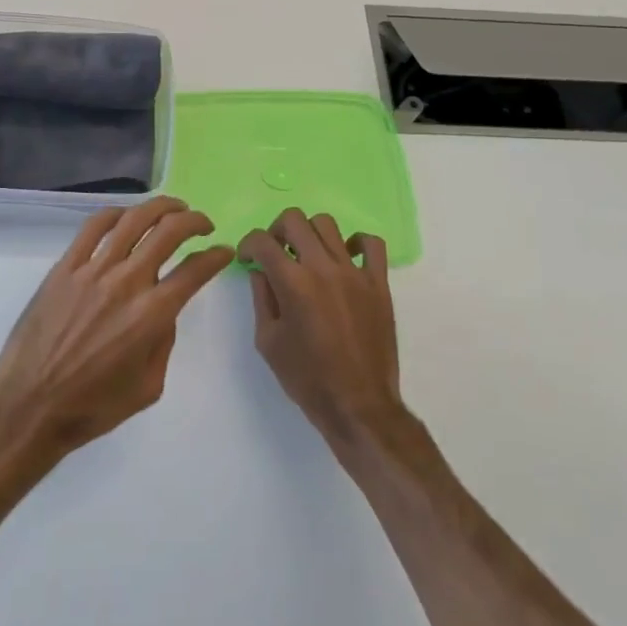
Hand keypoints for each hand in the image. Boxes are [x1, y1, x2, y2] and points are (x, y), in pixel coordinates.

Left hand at [0, 197, 234, 463]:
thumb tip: (163, 310)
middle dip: (194, 221)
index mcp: (152, 315)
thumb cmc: (93, 406)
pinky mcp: (65, 266)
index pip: (195, 270)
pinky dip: (115, 213)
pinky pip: (93, 227)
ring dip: (160, 207)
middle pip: (169, 232)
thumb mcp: (148, 387)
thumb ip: (164, 342)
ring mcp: (93, 270)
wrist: (31, 404)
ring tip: (173, 207)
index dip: (216, 256)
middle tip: (202, 224)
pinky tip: (126, 215)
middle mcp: (127, 282)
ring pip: (133, 220)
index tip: (224, 251)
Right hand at [240, 209, 403, 451]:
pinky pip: (371, 244)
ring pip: (328, 224)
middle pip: (294, 219)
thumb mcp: (268, 341)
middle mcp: (322, 267)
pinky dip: (356, 243)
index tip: (248, 259)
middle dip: (276, 231)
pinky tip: (346, 258)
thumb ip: (262, 298)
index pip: (262, 240)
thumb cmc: (307, 378)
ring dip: (310, 234)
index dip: (248, 245)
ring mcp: (354, 272)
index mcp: (292, 282)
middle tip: (276, 253)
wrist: (358, 406)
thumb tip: (261, 271)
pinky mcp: (378, 283)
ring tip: (308, 255)